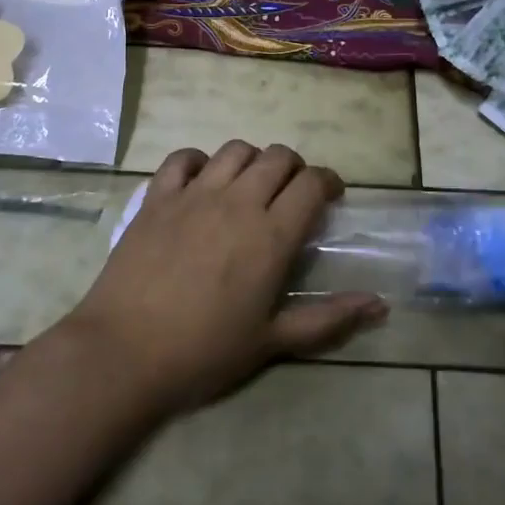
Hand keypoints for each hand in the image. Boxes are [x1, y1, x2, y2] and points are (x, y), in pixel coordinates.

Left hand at [58, 141, 386, 418]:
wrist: (124, 353)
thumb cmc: (204, 352)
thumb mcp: (273, 341)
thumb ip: (329, 318)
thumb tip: (380, 304)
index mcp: (272, 234)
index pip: (312, 183)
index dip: (329, 181)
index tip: (331, 196)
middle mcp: (238, 201)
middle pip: (278, 157)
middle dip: (294, 168)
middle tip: (291, 193)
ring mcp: (194, 194)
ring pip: (236, 150)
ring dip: (252, 161)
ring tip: (250, 185)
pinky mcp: (157, 197)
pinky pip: (182, 158)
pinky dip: (198, 161)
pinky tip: (201, 181)